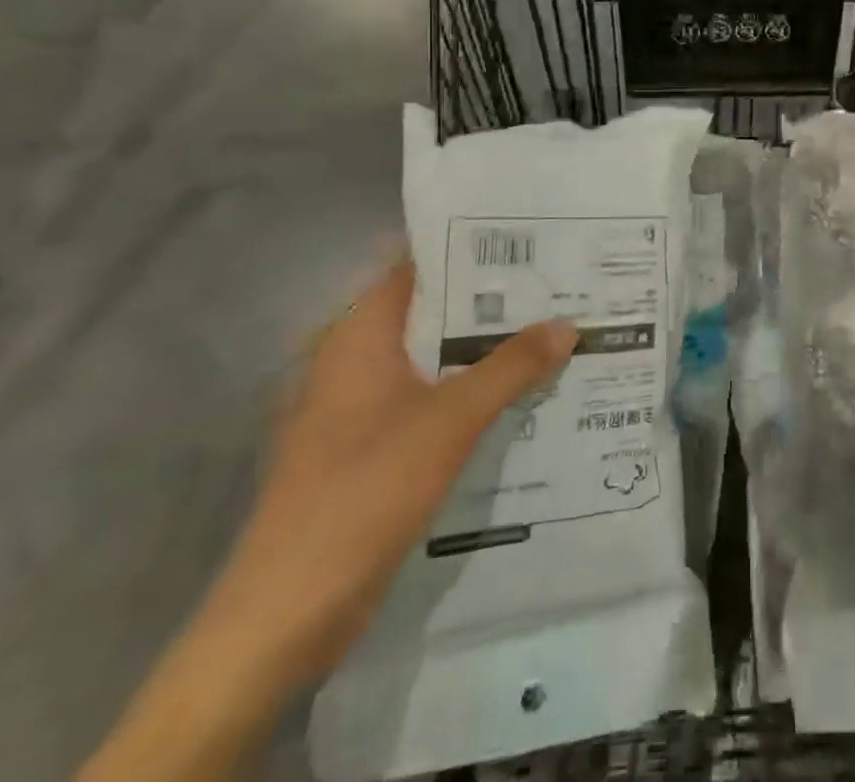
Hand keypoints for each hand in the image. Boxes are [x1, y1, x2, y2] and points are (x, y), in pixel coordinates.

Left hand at [203, 260, 575, 686]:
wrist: (287, 612)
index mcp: (360, 334)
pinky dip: (469, 393)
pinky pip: (429, 402)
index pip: (420, 267)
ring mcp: (360, 408)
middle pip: (433, 313)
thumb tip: (567, 325)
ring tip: (551, 332)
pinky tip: (518, 396)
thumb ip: (511, 367)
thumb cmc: (365, 489)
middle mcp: (356, 360)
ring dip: (484, 351)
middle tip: (557, 286)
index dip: (471, 251)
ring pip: (434, 361)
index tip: (529, 242)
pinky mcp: (369, 450)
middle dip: (492, 303)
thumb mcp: (450, 420)